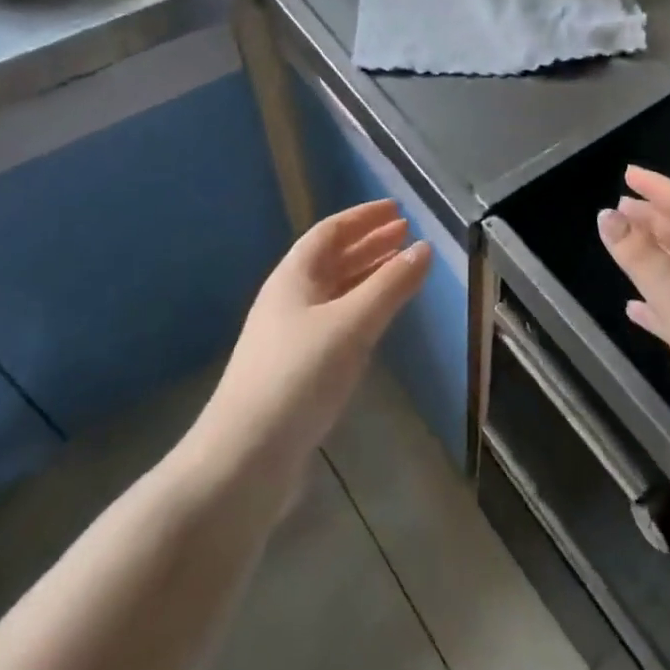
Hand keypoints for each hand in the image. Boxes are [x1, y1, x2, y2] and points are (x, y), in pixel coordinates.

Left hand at [191, 199, 429, 474]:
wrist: (244, 458)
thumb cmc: (298, 376)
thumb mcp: (352, 324)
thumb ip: (390, 285)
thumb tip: (424, 248)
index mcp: (293, 278)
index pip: (330, 232)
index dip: (363, 218)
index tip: (397, 210)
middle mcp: (289, 299)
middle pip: (333, 259)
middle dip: (370, 244)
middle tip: (407, 235)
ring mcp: (290, 336)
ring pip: (335, 291)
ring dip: (368, 276)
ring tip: (402, 269)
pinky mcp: (296, 369)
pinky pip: (336, 321)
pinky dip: (362, 308)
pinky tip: (379, 319)